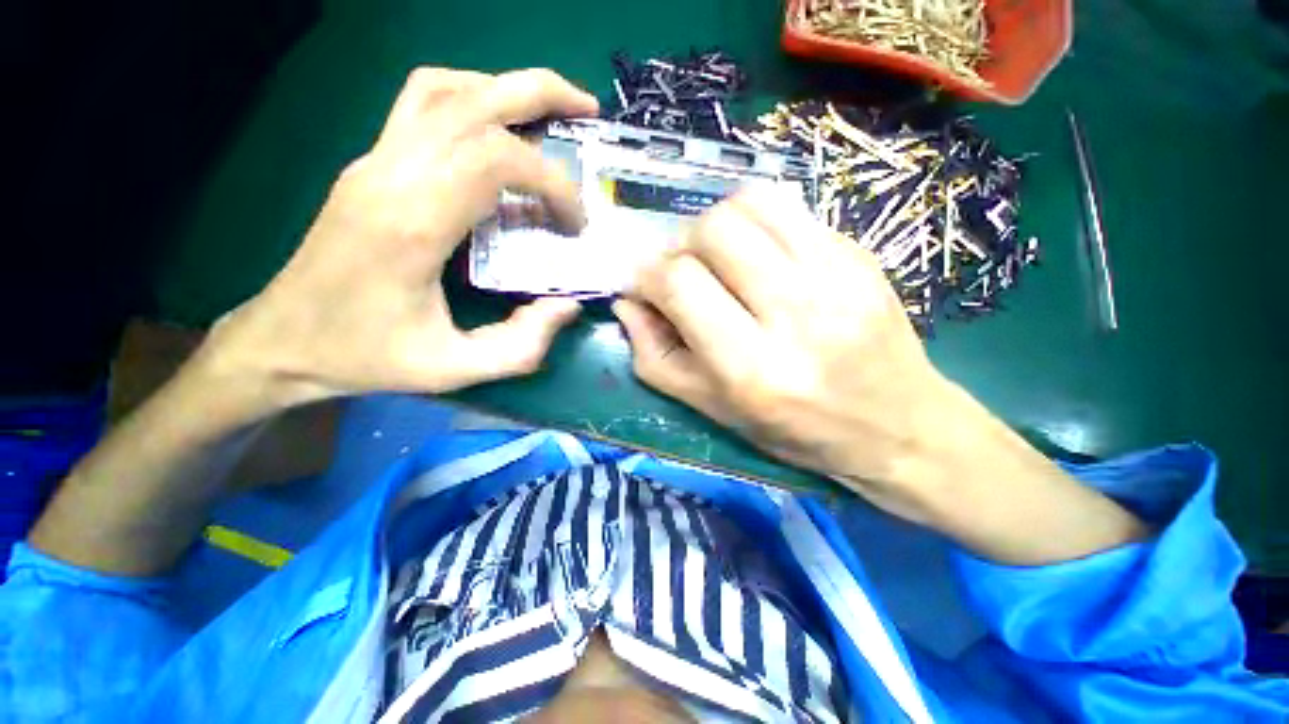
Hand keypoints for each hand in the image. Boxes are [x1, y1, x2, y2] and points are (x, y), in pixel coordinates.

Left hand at [205, 67, 597, 405]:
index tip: (576, 221)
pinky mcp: (369, 164)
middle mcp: (391, 174)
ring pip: (443, 88)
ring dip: (504, 88)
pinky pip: (420, 103)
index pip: (497, 161)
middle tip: (587, 110)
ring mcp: (374, 161)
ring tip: (549, 108)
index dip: (552, 182)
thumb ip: (521, 345)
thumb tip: (567, 306)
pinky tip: (494, 123)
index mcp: (413, 223)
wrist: (284, 341)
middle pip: (473, 100)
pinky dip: (468, 96)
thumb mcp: (454, 370)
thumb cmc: (367, 357)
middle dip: (542, 95)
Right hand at [615, 185, 1147, 561]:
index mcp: (751, 367)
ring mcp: (835, 276)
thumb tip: (627, 304)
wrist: (897, 425)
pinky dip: (755, 221)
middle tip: (681, 271)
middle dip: (679, 245)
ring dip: (715, 224)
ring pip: (749, 203)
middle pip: (713, 231)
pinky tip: (756, 253)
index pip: (679, 284)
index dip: (646, 276)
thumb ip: (657, 358)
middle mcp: (793, 314)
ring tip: (716, 257)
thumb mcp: (713, 410)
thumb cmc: (796, 430)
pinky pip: (789, 208)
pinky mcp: (858, 255)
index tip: (641, 285)